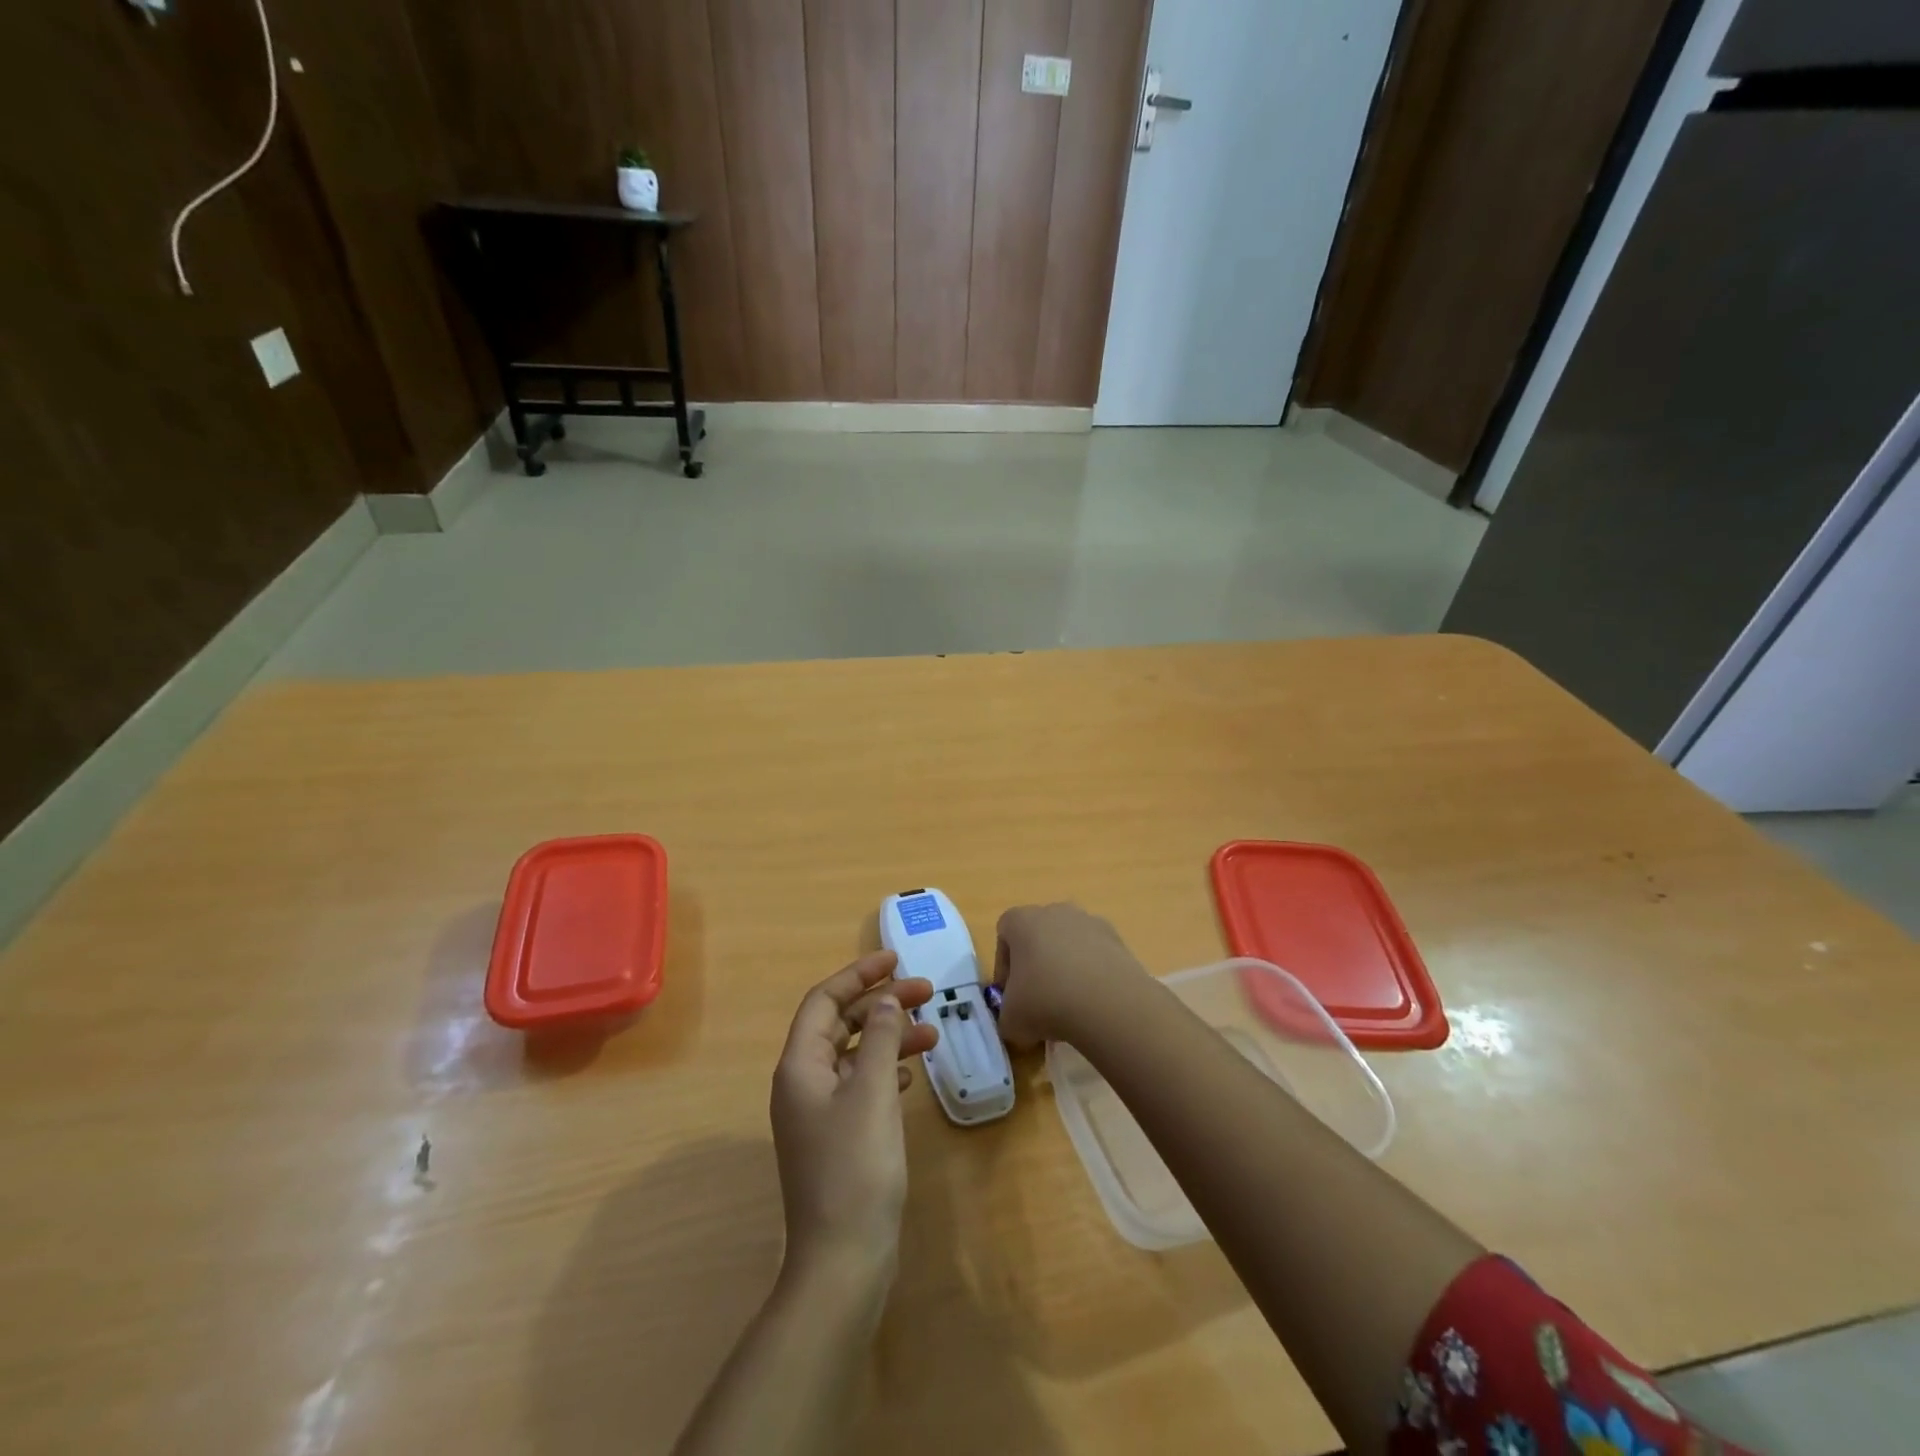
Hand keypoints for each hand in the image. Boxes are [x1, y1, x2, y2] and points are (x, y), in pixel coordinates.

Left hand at [770, 951, 938, 1284]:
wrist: (843, 1259)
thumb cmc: (855, 1167)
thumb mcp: (872, 1092)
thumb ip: (880, 1038)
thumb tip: (885, 998)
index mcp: (800, 1066)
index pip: (824, 1001)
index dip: (858, 974)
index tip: (896, 958)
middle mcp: (803, 1082)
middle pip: (840, 1024)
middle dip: (881, 1003)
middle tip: (926, 991)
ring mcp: (819, 1112)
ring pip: (855, 1054)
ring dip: (889, 1037)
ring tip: (932, 1032)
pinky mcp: (838, 1136)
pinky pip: (861, 1084)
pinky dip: (886, 1069)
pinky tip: (912, 1074)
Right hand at [992, 904, 1150, 1048]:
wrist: (1107, 1003)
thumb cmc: (1045, 1001)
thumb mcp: (1010, 1020)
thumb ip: (1007, 1014)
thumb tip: (1017, 1018)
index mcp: (1022, 920)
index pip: (1004, 932)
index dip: (1004, 964)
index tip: (1010, 993)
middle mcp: (1055, 911)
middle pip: (1039, 934)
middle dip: (1037, 963)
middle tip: (1039, 999)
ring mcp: (1090, 922)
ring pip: (1070, 944)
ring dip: (1067, 968)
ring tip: (1071, 1005)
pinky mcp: (1118, 939)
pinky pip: (1096, 955)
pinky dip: (1093, 974)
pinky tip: (1095, 1002)